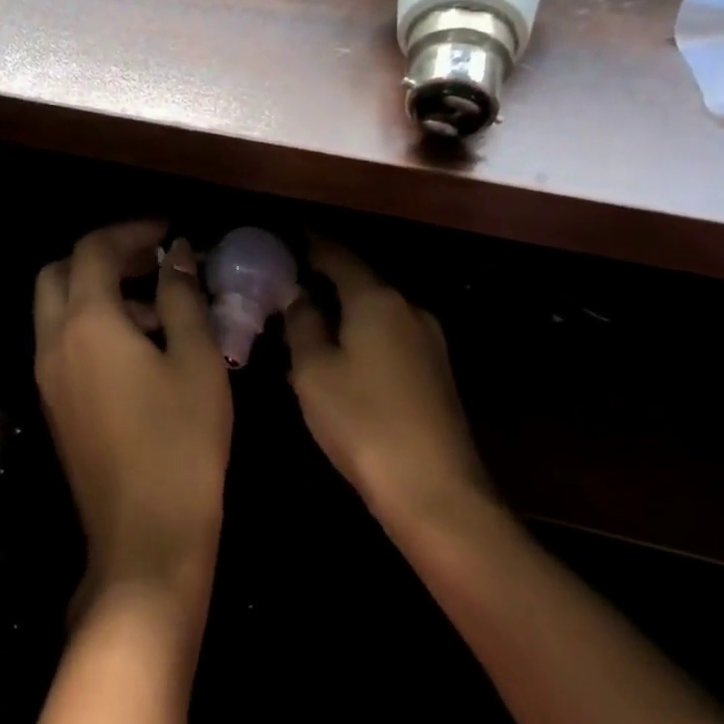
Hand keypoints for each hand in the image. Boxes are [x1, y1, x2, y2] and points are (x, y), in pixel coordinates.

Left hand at [34, 221, 232, 604]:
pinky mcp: (54, 405)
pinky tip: (139, 347)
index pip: (93, 250)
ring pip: (56, 309)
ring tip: (155, 304)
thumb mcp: (196, 360)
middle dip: (102, 256)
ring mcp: (47, 377)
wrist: (146, 535)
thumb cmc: (182, 441)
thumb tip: (177, 256)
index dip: (131, 231)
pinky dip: (90, 324)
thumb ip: (182, 297)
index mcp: (87, 323)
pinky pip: (61, 342)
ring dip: (96, 291)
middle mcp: (53, 342)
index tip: (169, 233)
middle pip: (59, 273)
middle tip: (151, 261)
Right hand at [285, 235, 490, 527]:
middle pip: (360, 281)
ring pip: (376, 311)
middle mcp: (409, 308)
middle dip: (325, 279)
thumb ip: (302, 325)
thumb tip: (296, 294)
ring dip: (344, 311)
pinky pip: (390, 337)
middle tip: (287, 284)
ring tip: (309, 322)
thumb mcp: (314, 372)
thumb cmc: (363, 423)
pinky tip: (343, 358)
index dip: (309, 242)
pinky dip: (363, 335)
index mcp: (377, 299)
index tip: (286, 233)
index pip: (337, 254)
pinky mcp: (437, 371)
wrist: (435, 490)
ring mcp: (429, 340)